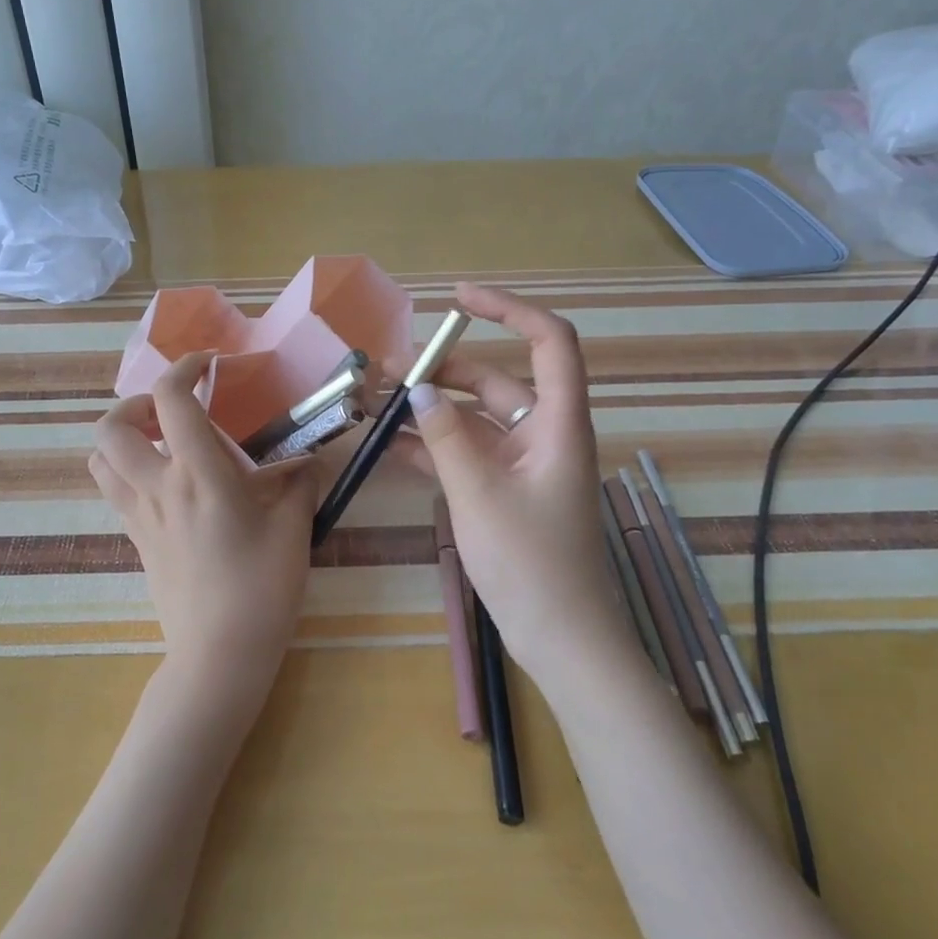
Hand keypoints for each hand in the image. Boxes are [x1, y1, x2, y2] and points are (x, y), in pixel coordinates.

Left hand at [90, 352, 320, 703]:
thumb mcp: (293, 529)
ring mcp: (139, 515)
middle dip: (136, 403)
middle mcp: (158, 486)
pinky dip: (126, 469)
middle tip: (172, 410)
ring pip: (101, 459)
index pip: (171, 400)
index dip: (184, 369)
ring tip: (159, 441)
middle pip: (112, 426)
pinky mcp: (136, 539)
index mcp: (198, 475)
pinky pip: (113, 490)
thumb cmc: (262, 588)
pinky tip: (165, 483)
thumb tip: (306, 462)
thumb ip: (299, 483)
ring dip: (122, 437)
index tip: (207, 366)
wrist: (220, 653)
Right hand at [392, 283, 621, 675]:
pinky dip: (433, 446)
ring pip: (475, 418)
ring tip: (376, 405)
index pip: (550, 341)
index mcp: (559, 424)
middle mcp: (544, 434)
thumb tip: (417, 391)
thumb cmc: (532, 565)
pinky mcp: (505, 490)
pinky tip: (390, 446)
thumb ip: (446, 438)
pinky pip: (467, 453)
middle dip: (444, 370)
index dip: (509, 309)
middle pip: (496, 380)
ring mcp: (524, 464)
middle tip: (387, 372)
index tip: (457, 299)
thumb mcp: (480, 496)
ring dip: (431, 410)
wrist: (561, 639)